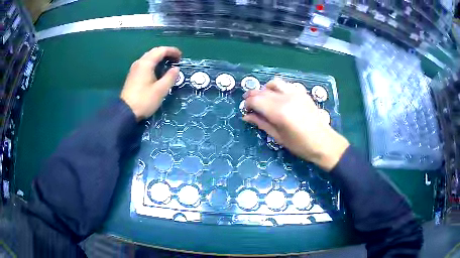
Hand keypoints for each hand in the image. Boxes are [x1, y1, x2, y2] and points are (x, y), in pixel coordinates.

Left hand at [121, 46, 181, 120]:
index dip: (172, 51)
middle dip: (166, 53)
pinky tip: (157, 70)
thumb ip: (170, 77)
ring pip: (149, 57)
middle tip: (176, 60)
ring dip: (159, 58)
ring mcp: (134, 69)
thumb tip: (176, 69)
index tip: (181, 57)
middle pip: (154, 52)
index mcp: (146, 63)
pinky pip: (145, 63)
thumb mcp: (161, 90)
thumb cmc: (144, 100)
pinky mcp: (132, 75)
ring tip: (168, 64)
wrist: (125, 112)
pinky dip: (153, 63)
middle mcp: (139, 62)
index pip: (161, 50)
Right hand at [243, 78, 349, 170]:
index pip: (256, 100)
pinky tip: (278, 97)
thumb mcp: (278, 137)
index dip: (248, 104)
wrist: (324, 142)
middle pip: (263, 91)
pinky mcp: (302, 93)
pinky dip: (278, 88)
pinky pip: (286, 85)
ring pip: (274, 83)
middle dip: (253, 96)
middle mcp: (286, 98)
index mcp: (279, 112)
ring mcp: (296, 93)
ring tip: (263, 98)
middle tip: (250, 104)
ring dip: (265, 89)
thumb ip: (261, 123)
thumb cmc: (300, 145)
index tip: (246, 110)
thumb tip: (246, 116)